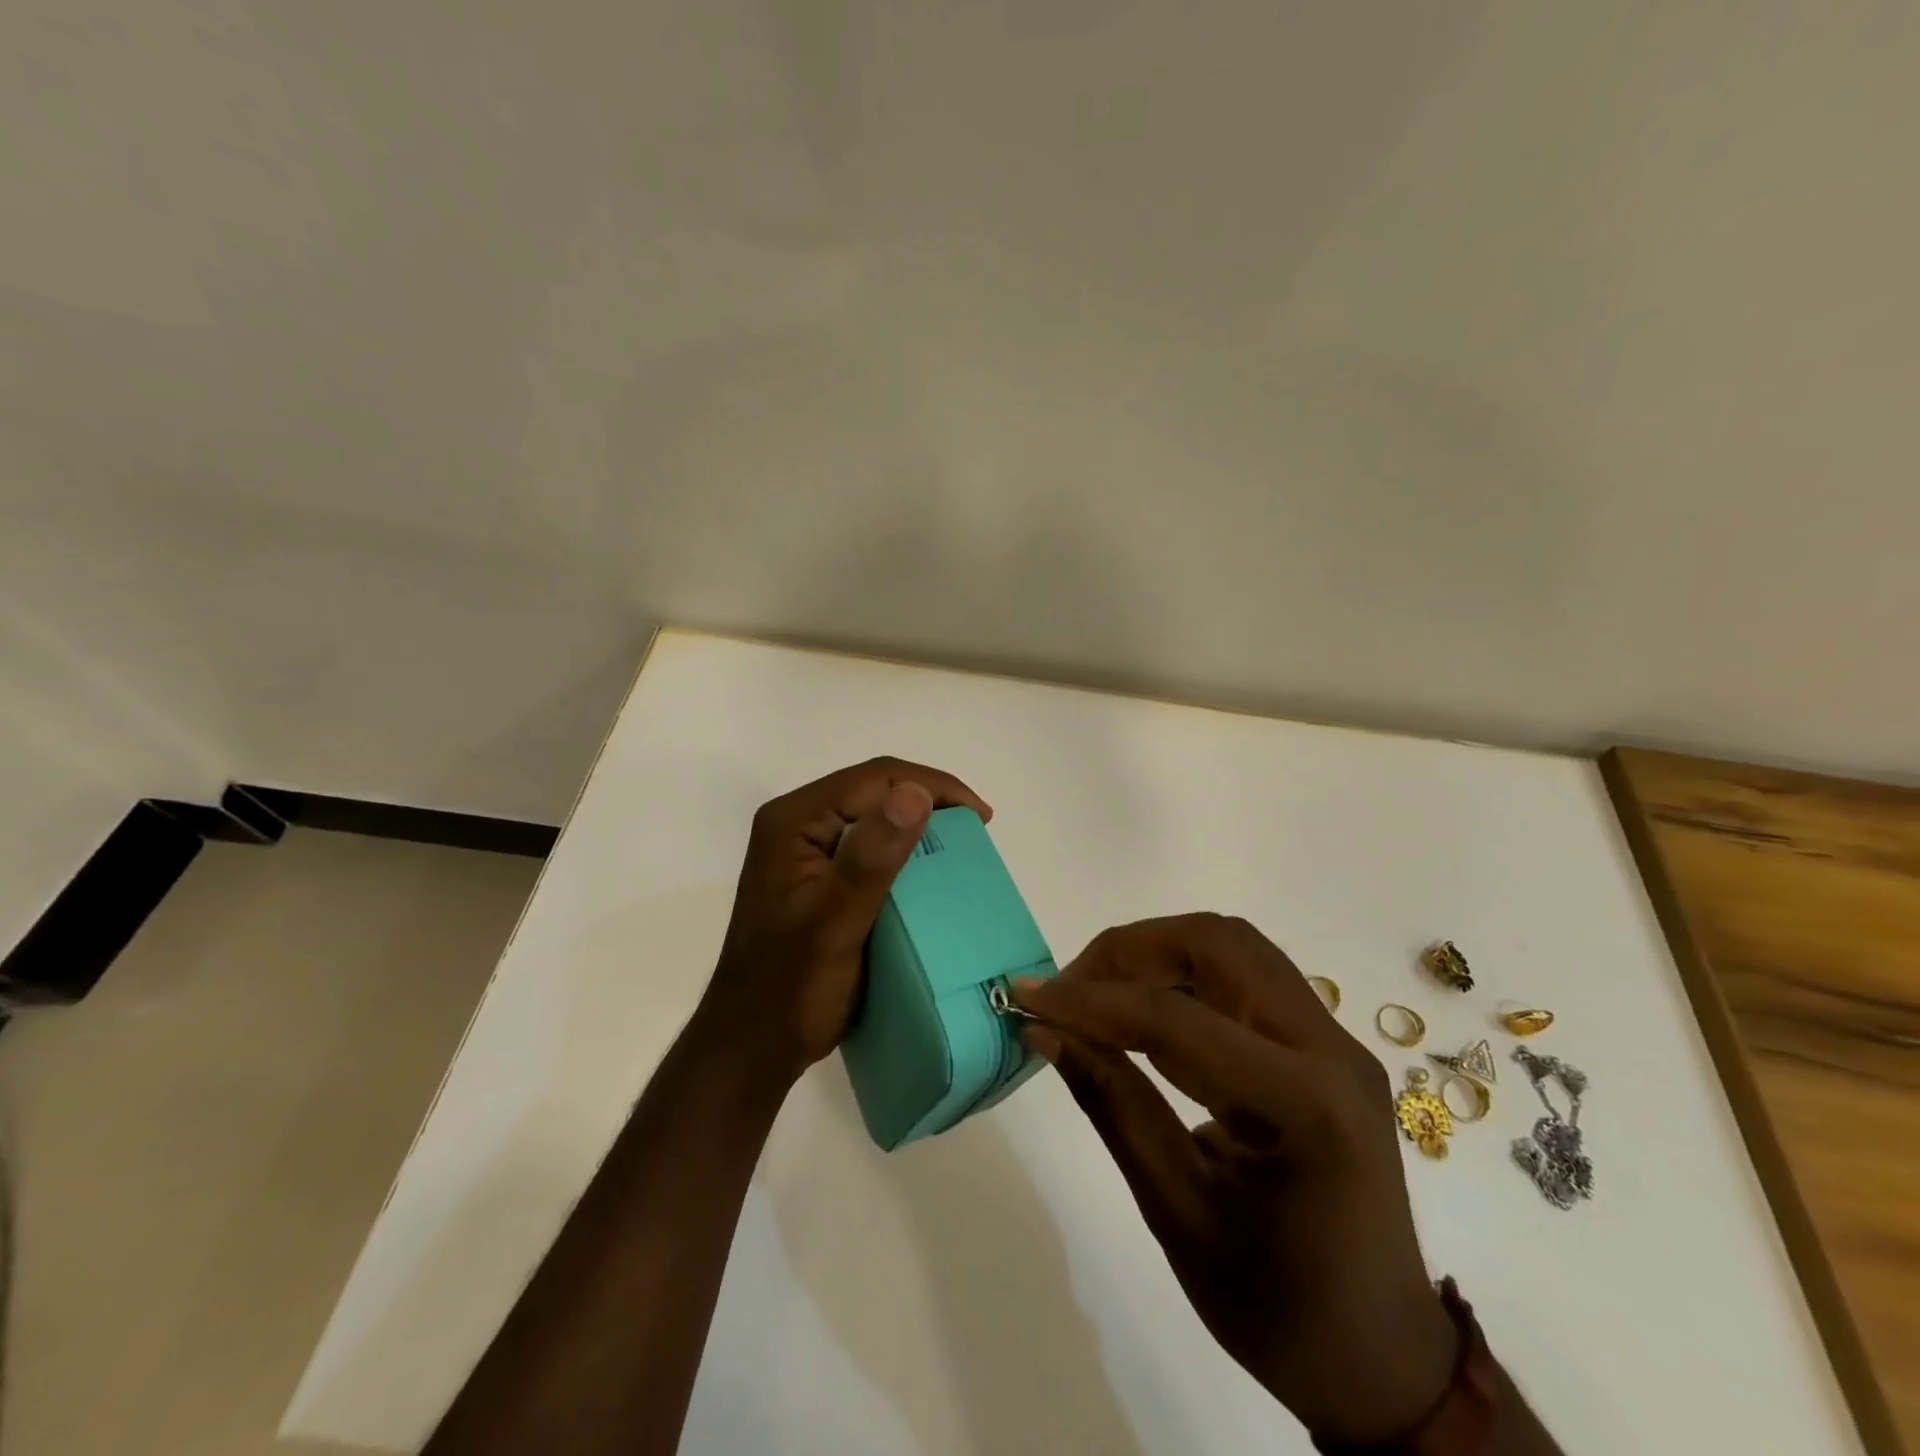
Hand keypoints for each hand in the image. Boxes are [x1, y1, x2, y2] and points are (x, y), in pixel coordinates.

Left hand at [696, 756, 992, 1083]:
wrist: (753, 1045)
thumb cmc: (792, 987)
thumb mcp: (837, 922)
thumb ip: (872, 857)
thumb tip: (916, 791)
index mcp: (793, 821)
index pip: (874, 778)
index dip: (932, 786)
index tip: (980, 817)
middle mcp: (795, 824)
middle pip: (873, 790)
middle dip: (928, 801)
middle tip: (977, 831)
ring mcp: (803, 850)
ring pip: (873, 815)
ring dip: (918, 825)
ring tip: (961, 846)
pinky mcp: (816, 875)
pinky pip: (867, 845)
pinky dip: (902, 851)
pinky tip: (928, 871)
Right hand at [1013, 914, 1456, 1446]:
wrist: (1383, 1359)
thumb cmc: (1279, 1309)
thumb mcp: (1178, 1213)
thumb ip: (1112, 1106)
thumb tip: (1045, 1031)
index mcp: (1306, 1107)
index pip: (1178, 1021)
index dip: (1092, 1002)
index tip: (1028, 997)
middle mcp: (1331, 1050)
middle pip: (1218, 945)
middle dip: (1130, 951)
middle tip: (1070, 988)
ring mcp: (1335, 1040)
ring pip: (1232, 947)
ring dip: (1157, 953)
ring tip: (1097, 993)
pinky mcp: (1324, 1044)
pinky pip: (1245, 976)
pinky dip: (1183, 976)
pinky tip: (1142, 1012)